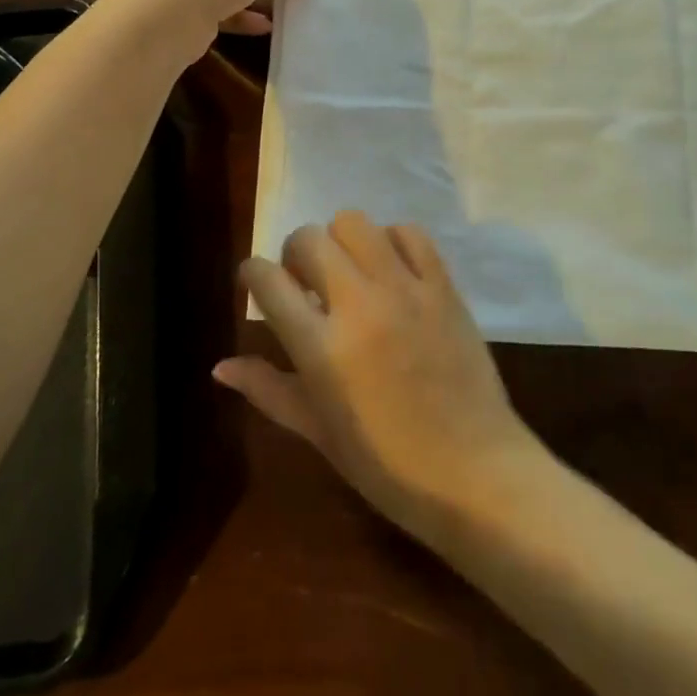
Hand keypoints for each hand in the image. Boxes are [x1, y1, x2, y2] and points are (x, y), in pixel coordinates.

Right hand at [223, 213, 539, 540]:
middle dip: (294, 254)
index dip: (251, 273)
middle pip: (309, 238)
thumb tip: (221, 366)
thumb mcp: (319, 433)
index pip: (268, 280)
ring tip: (349, 272)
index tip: (254, 282)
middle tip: (304, 283)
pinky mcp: (444, 286)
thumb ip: (270, 390)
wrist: (475, 472)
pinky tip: (391, 270)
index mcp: (322, 347)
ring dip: (340, 241)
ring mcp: (406, 289)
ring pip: (356, 223)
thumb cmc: (388, 466)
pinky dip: (391, 241)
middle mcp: (359, 304)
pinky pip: (410, 233)